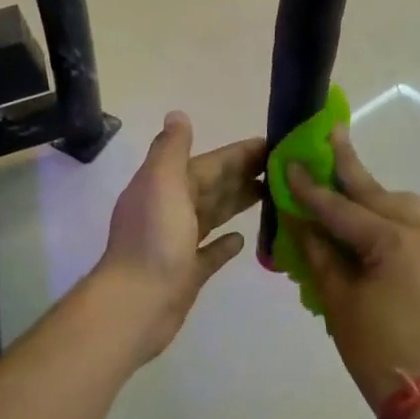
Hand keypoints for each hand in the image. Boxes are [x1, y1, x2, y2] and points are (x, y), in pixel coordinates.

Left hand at [101, 112, 265, 360]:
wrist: (136, 304)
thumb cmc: (154, 240)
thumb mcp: (161, 182)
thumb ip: (171, 148)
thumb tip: (177, 114)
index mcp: (166, 186)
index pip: (209, 163)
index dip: (238, 153)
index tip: (272, 145)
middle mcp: (171, 210)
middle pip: (213, 186)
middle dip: (243, 174)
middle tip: (283, 169)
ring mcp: (178, 243)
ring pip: (214, 214)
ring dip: (238, 202)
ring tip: (271, 194)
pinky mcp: (187, 273)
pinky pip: (210, 253)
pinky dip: (225, 243)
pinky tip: (242, 239)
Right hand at [287, 128, 419, 412]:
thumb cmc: (373, 348)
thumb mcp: (336, 298)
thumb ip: (317, 250)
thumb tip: (298, 217)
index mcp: (393, 240)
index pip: (341, 207)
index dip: (310, 187)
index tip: (289, 162)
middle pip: (376, 192)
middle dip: (348, 165)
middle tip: (330, 131)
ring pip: (398, 203)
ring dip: (369, 193)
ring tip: (343, 182)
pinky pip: (410, 223)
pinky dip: (385, 215)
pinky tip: (365, 220)